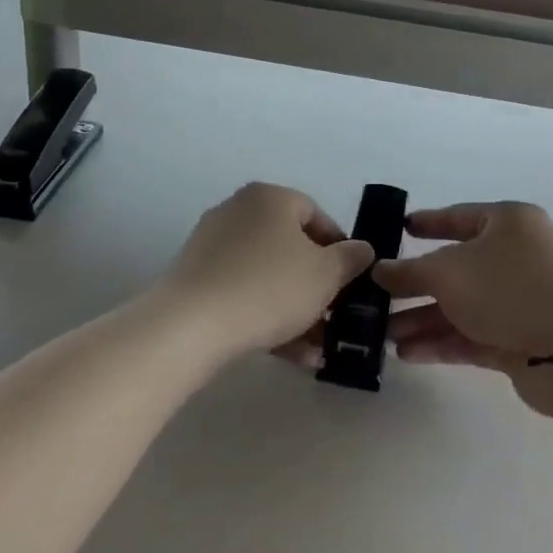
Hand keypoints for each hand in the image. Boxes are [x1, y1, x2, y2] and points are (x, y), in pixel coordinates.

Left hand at [161, 183, 374, 359]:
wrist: (191, 324)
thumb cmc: (270, 287)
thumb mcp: (325, 274)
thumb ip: (350, 259)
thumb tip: (361, 249)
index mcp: (270, 198)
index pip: (316, 215)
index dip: (340, 249)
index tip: (352, 282)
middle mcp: (239, 212)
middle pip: (291, 248)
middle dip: (317, 287)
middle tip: (335, 317)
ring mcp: (213, 245)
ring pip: (268, 276)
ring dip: (296, 310)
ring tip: (317, 348)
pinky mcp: (196, 279)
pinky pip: (242, 293)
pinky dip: (267, 317)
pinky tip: (290, 354)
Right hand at [372, 202, 552, 420]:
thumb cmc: (510, 289)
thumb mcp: (448, 271)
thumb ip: (408, 271)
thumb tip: (378, 270)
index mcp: (507, 224)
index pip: (458, 217)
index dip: (428, 223)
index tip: (399, 229)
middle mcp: (515, 258)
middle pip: (455, 268)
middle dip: (414, 285)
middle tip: (375, 297)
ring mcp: (519, 301)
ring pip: (461, 306)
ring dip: (422, 319)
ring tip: (383, 335)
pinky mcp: (519, 339)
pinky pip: (471, 336)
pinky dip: (441, 342)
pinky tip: (407, 355)